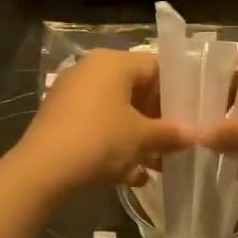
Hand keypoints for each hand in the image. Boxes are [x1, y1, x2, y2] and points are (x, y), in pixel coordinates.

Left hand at [13, 49, 192, 194]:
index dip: (178, 91)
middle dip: (158, 120)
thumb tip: (195, 135)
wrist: (42, 170)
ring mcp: (73, 93)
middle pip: (137, 90)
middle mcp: (92, 70)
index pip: (157, 67)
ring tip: (157, 165)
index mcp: (113, 63)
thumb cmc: (100, 141)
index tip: (192, 115)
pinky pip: (98, 124)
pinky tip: (131, 175)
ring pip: (118, 111)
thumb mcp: (142, 138)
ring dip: (139, 137)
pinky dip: (115, 144)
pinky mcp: (61, 117)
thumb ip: (171, 133)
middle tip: (177, 142)